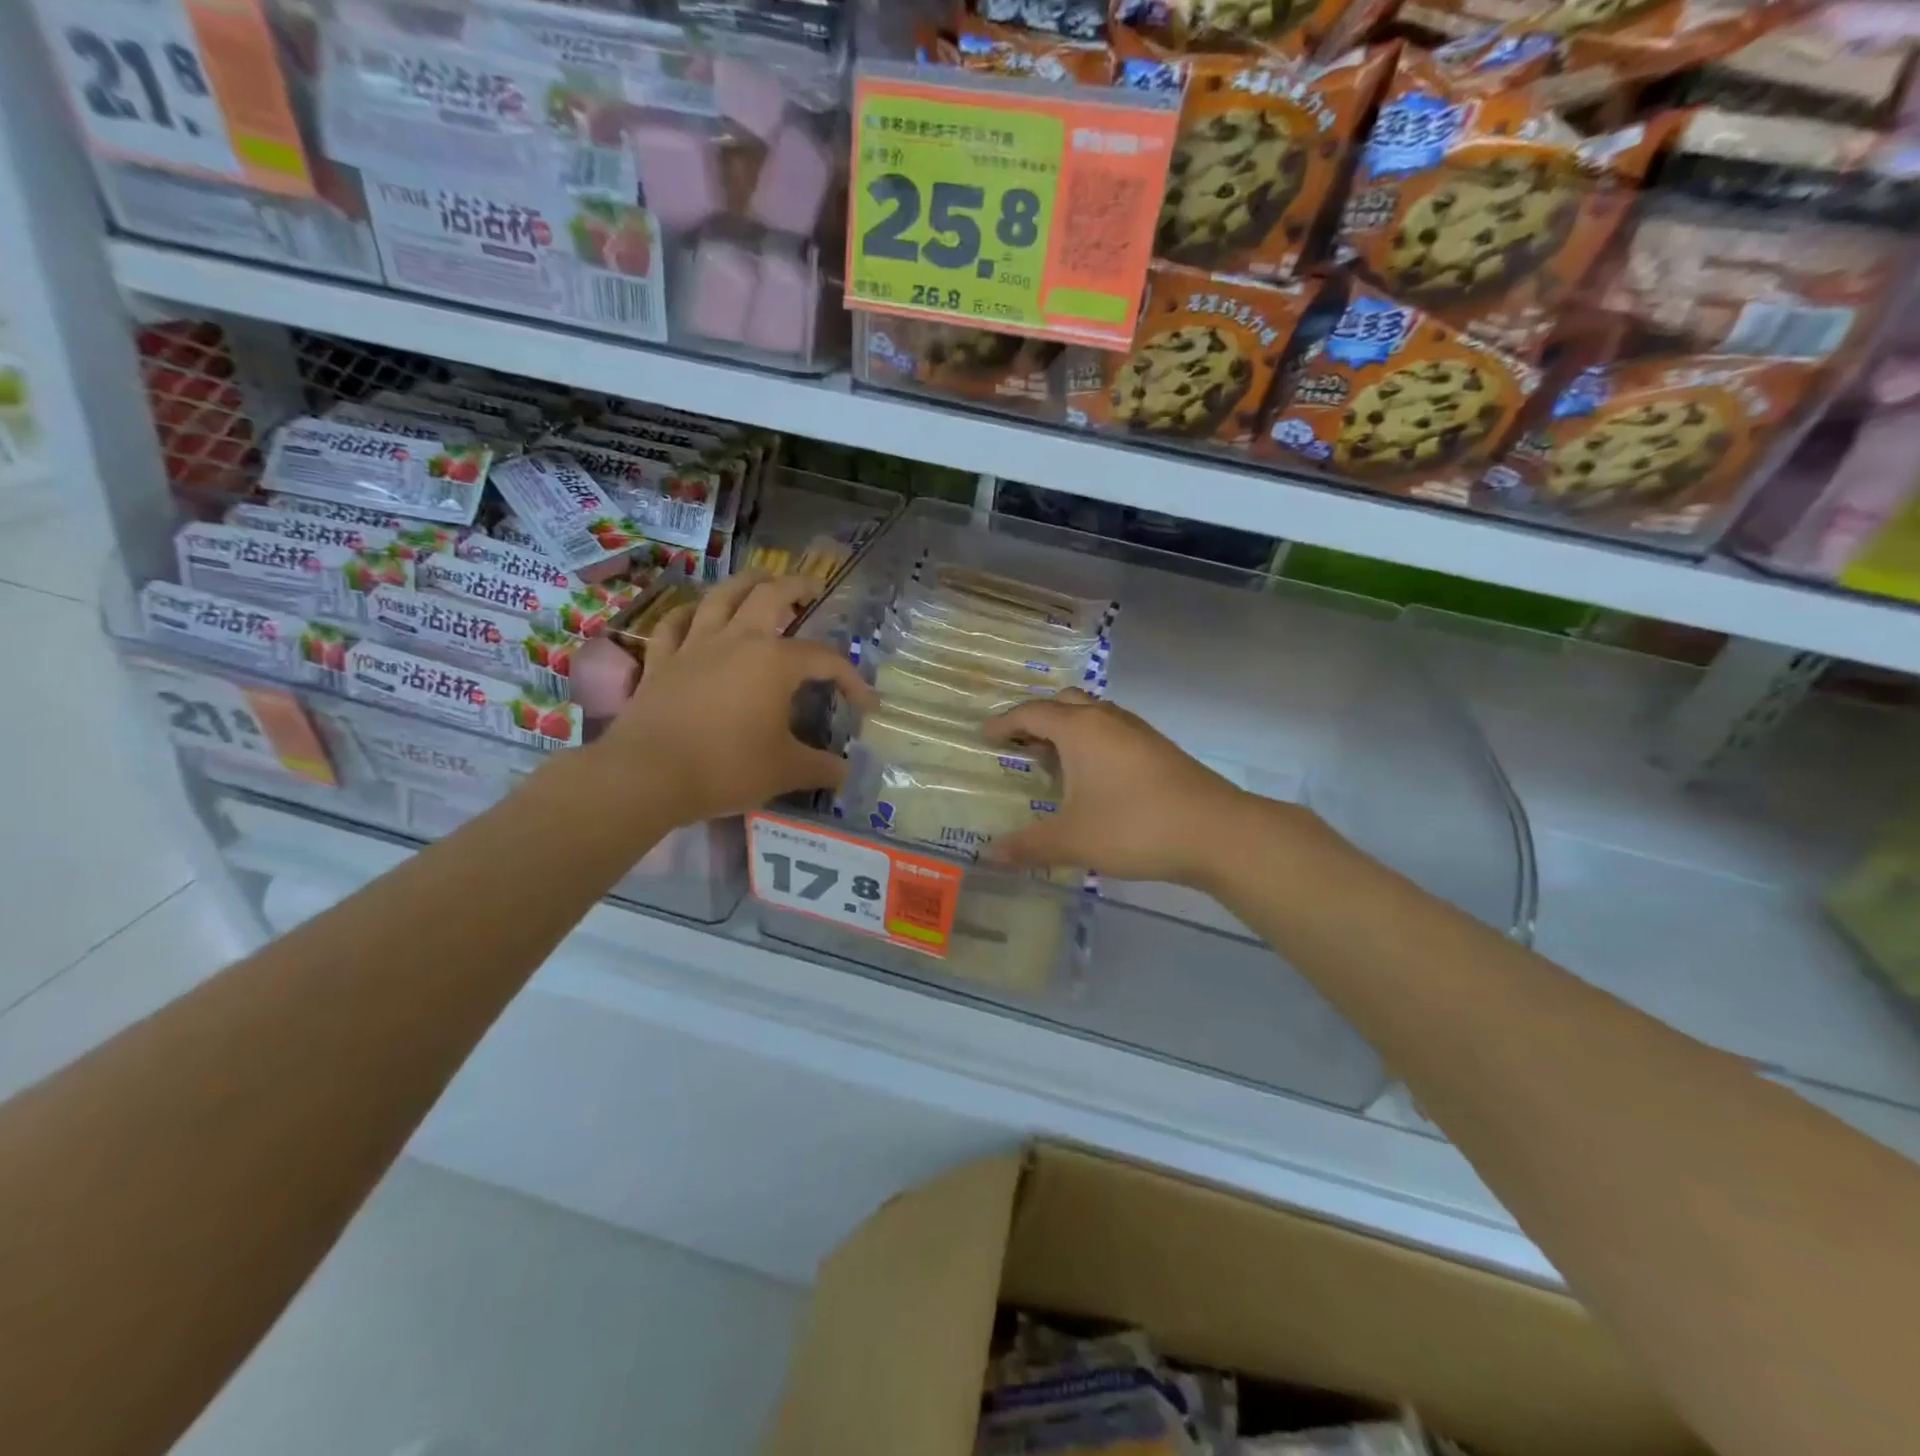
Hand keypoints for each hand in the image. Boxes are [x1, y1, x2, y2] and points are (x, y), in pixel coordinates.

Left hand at [591, 572, 874, 825]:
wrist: (648, 774)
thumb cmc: (726, 767)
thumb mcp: (785, 772)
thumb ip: (821, 768)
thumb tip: (845, 772)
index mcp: (775, 662)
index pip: (825, 659)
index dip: (851, 679)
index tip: (866, 705)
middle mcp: (737, 640)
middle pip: (770, 596)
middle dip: (797, 586)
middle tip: (812, 588)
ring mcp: (695, 646)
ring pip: (721, 597)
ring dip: (745, 583)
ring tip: (760, 579)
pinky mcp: (661, 661)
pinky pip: (674, 625)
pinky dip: (688, 614)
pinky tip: (695, 613)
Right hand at [982, 690, 1266, 886]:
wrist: (1216, 832)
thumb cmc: (1134, 827)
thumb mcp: (1072, 840)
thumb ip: (1027, 845)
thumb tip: (987, 855)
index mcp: (1079, 729)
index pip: (1031, 713)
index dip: (1004, 723)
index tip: (985, 736)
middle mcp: (1107, 719)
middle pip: (1063, 703)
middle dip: (1037, 719)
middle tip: (1018, 744)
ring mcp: (1137, 731)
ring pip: (1092, 715)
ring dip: (1067, 729)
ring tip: (1052, 761)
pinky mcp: (1158, 748)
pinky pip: (1113, 732)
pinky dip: (1092, 742)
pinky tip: (1093, 777)